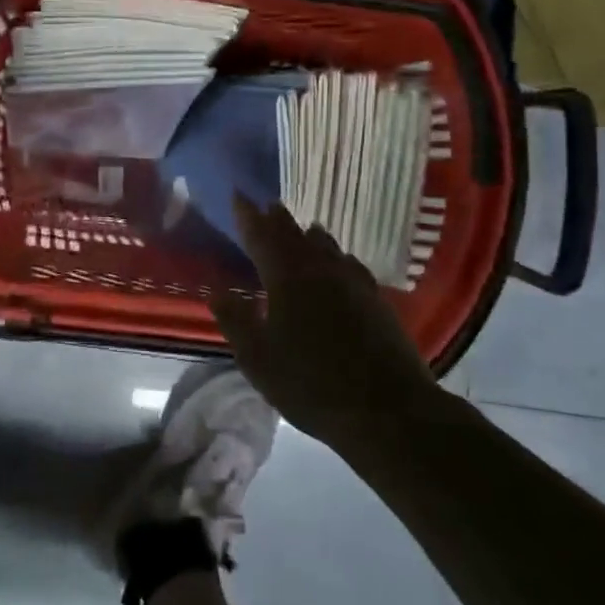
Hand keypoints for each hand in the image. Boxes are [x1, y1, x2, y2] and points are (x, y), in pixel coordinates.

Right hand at [210, 197, 434, 452]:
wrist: (387, 409)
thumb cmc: (311, 385)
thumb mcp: (258, 360)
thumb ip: (236, 322)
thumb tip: (217, 292)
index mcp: (286, 279)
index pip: (261, 237)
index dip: (247, 216)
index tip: (238, 194)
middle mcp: (320, 270)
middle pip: (295, 235)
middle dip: (277, 219)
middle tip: (267, 205)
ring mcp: (353, 282)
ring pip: (326, 246)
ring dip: (308, 234)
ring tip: (302, 226)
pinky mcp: (376, 299)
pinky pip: (350, 264)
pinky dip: (337, 255)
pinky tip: (341, 262)